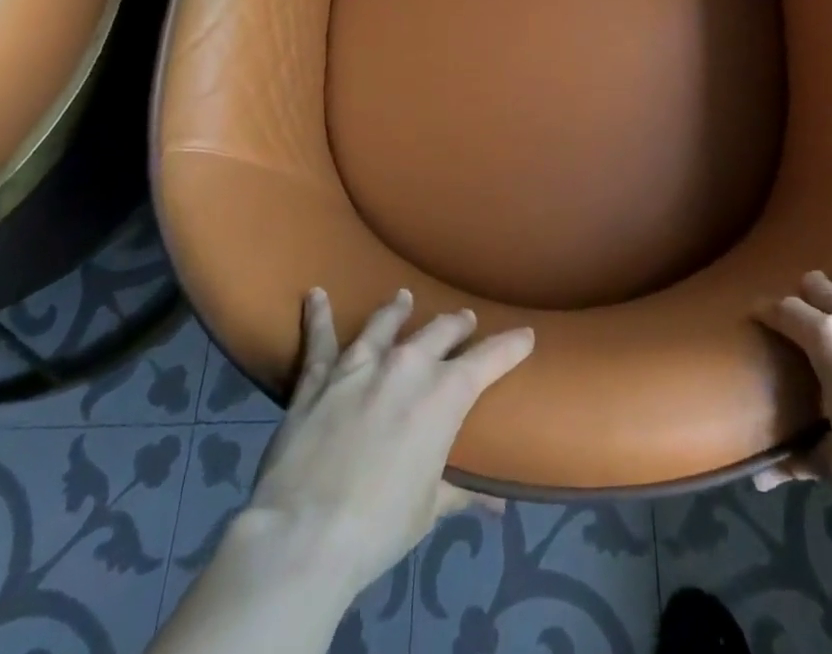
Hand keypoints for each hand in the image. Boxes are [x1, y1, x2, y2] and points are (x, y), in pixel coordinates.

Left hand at [243, 287, 534, 600]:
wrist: (305, 535)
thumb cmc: (380, 526)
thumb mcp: (430, 509)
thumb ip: (462, 492)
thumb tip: (499, 505)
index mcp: (445, 393)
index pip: (490, 359)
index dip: (512, 345)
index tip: (526, 334)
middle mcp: (407, 364)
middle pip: (441, 330)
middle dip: (457, 324)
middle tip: (464, 321)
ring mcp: (361, 364)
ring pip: (385, 323)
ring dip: (397, 309)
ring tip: (404, 297)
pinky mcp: (319, 377)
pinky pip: (319, 339)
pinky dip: (318, 315)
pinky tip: (315, 295)